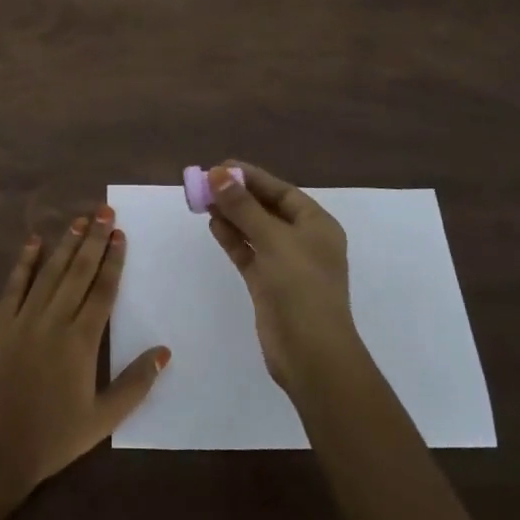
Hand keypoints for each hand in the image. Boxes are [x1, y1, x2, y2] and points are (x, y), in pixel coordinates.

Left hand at [0, 209, 169, 501]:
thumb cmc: (51, 440)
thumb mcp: (102, 420)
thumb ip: (136, 384)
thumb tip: (165, 351)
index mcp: (82, 341)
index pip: (102, 289)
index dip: (113, 260)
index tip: (120, 234)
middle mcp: (54, 320)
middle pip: (78, 271)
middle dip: (93, 239)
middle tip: (104, 211)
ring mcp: (23, 319)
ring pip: (49, 272)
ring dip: (65, 243)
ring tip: (79, 220)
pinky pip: (14, 286)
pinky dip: (24, 262)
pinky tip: (33, 242)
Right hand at [205, 161, 362, 394]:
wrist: (311, 353)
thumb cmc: (301, 287)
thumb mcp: (273, 239)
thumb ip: (243, 206)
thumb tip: (217, 174)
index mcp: (317, 225)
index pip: (281, 191)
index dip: (251, 177)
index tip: (220, 166)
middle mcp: (303, 240)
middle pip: (266, 209)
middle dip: (237, 195)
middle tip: (205, 182)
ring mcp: (285, 264)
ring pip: (254, 230)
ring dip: (232, 215)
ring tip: (203, 200)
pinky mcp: (268, 284)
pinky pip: (248, 252)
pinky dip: (232, 238)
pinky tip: (213, 225)